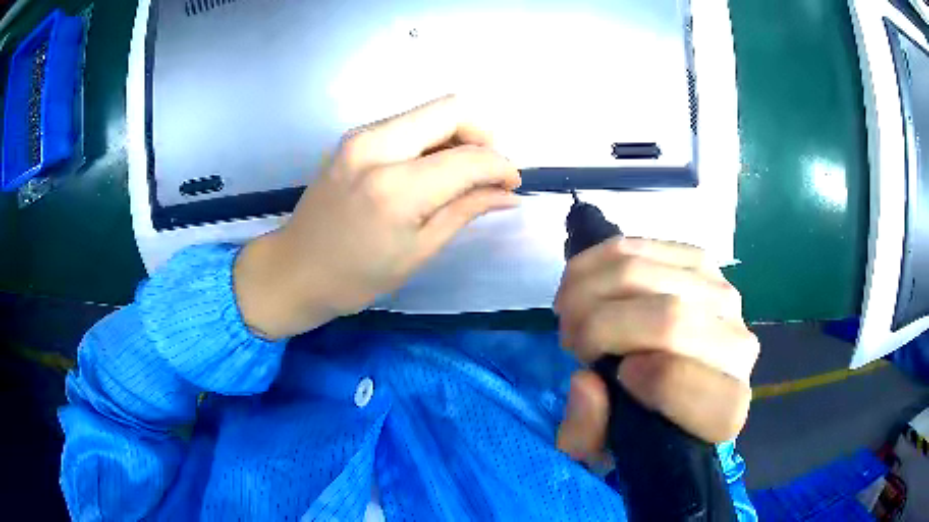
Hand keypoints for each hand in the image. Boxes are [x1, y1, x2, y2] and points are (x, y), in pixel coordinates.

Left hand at [234, 96, 521, 338]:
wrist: (294, 269)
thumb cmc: (355, 277)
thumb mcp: (418, 252)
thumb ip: (465, 211)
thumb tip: (507, 193)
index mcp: (395, 187)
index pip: (469, 156)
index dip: (501, 166)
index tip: (511, 185)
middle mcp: (376, 145)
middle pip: (451, 108)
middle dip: (483, 135)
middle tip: (488, 171)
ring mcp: (360, 136)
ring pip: (429, 112)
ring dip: (457, 135)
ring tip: (462, 175)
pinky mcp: (353, 137)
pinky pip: (408, 123)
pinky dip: (432, 139)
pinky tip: (432, 170)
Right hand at [553, 238, 758, 462]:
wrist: (678, 382)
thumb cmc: (643, 424)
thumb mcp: (604, 451)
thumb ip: (588, 435)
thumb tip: (586, 381)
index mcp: (724, 409)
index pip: (692, 385)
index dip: (642, 377)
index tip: (601, 374)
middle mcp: (738, 348)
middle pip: (667, 318)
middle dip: (598, 324)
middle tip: (570, 340)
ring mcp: (723, 295)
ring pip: (646, 273)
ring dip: (588, 289)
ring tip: (571, 313)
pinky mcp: (702, 262)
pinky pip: (641, 246)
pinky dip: (597, 261)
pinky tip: (582, 282)